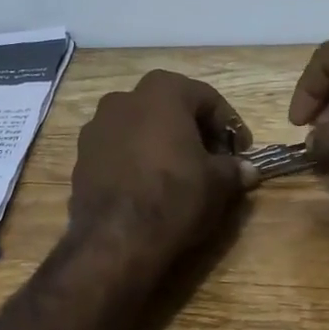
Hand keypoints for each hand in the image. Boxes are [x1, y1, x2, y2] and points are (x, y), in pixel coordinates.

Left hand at [71, 70, 257, 262]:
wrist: (116, 238)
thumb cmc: (175, 196)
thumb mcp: (218, 183)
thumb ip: (233, 169)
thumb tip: (247, 170)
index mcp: (162, 91)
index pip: (207, 98)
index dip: (229, 125)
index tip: (241, 151)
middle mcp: (124, 98)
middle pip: (169, 108)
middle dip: (193, 130)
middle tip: (211, 160)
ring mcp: (96, 126)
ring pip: (140, 127)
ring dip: (161, 143)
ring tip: (178, 174)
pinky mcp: (81, 156)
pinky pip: (118, 150)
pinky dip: (136, 160)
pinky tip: (148, 186)